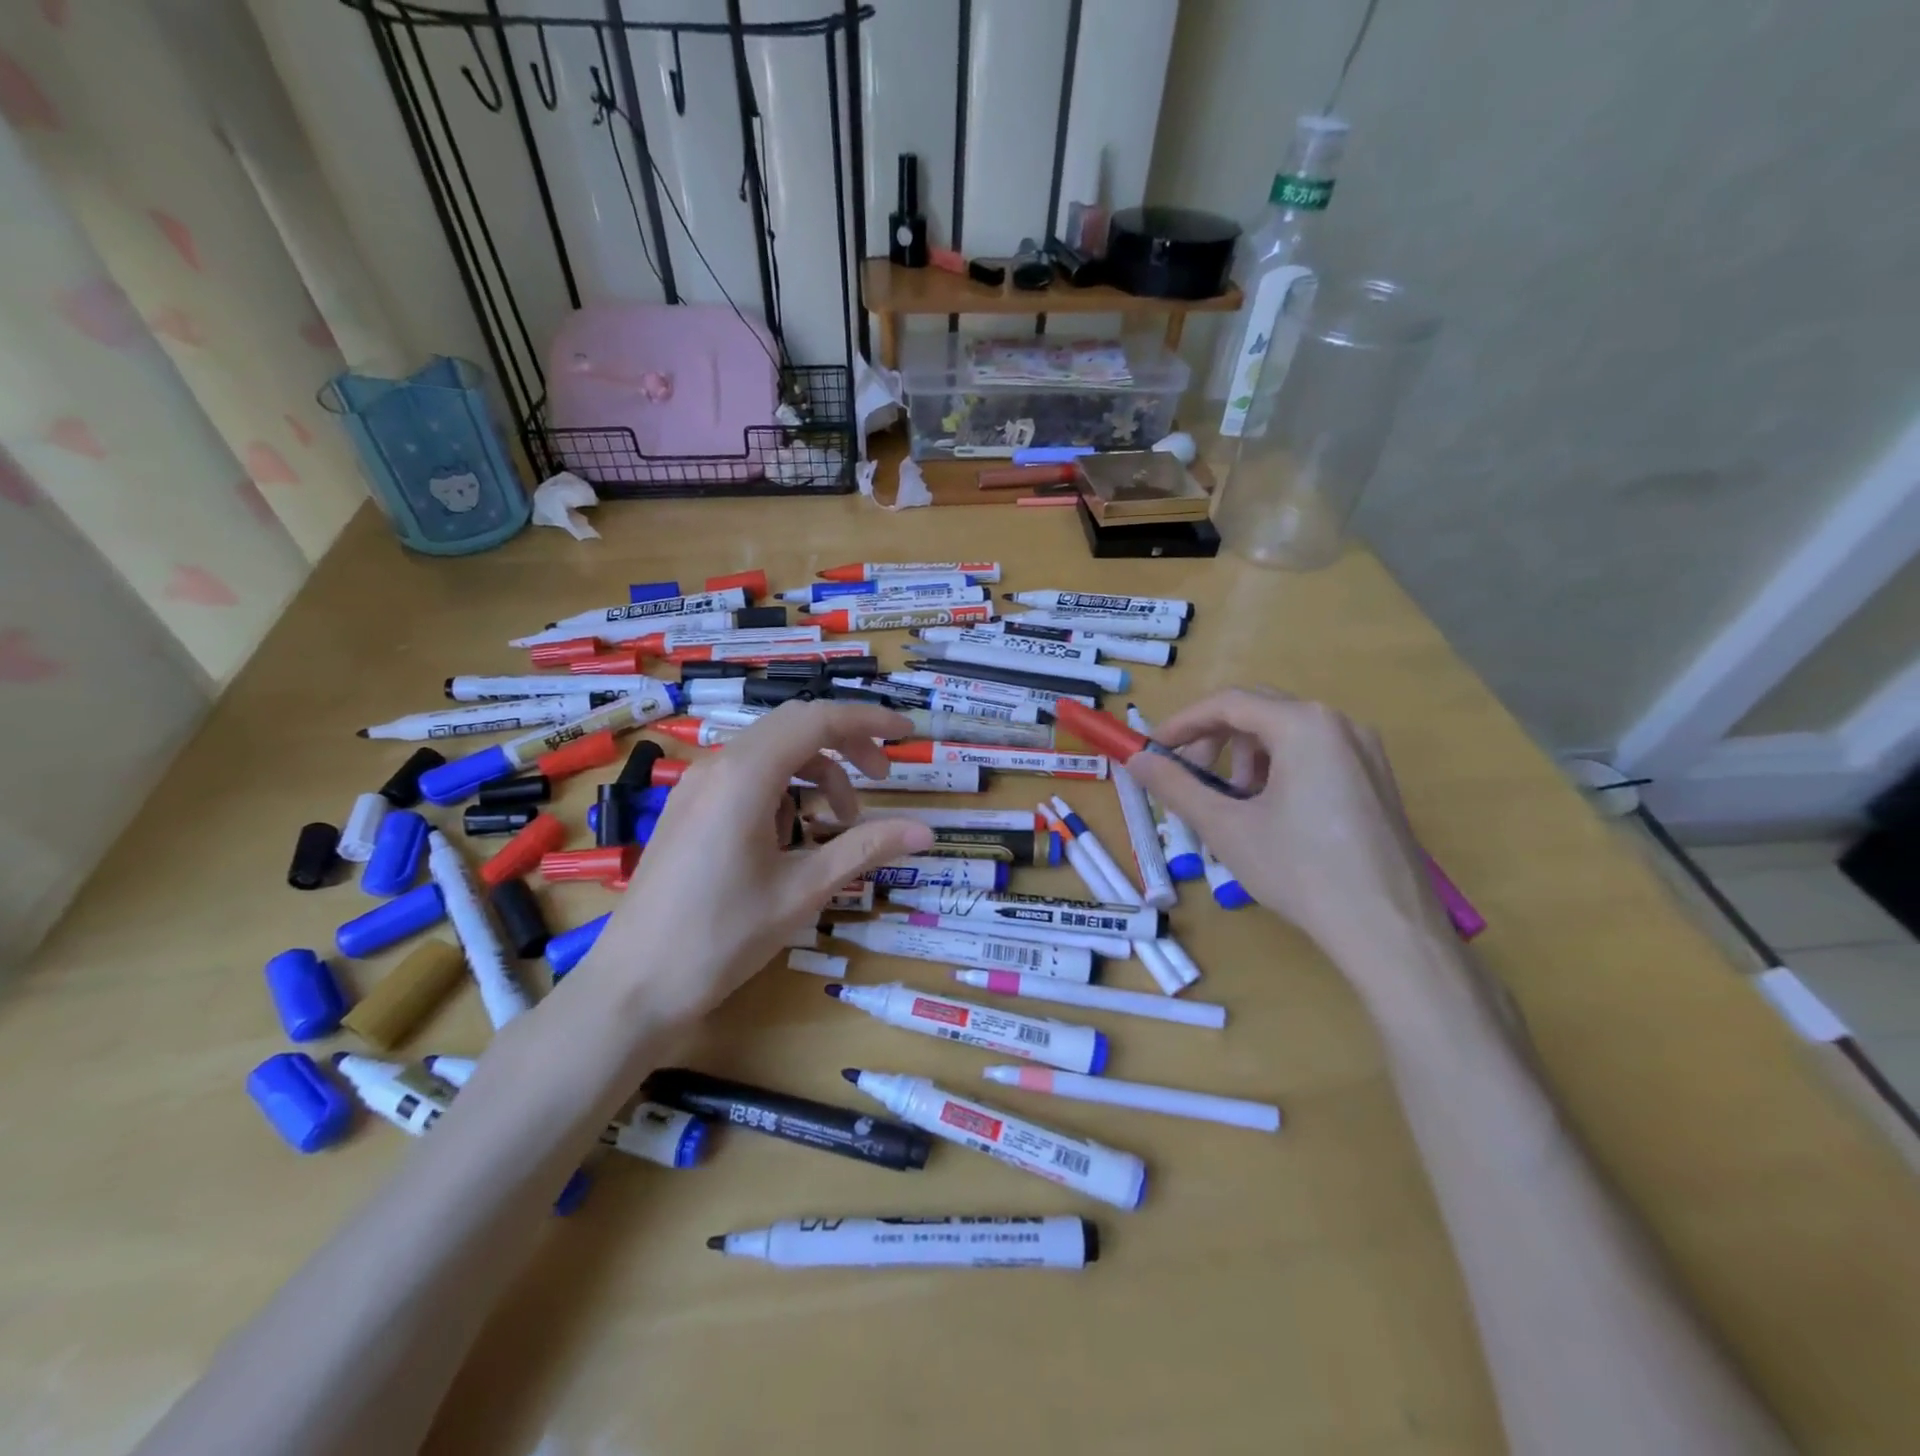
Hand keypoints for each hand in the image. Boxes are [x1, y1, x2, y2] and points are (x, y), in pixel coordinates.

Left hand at [578, 701, 933, 1021]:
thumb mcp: (802, 891)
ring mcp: (697, 786)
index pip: (818, 720)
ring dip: (815, 772)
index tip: (907, 735)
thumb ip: (865, 849)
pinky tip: (791, 838)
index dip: (869, 721)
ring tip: (838, 823)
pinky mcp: (688, 808)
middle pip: (794, 726)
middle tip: (882, 782)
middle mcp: (718, 766)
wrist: (633, 986)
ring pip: (771, 752)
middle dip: (846, 744)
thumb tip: (926, 832)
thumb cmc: (721, 938)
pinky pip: (746, 776)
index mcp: (745, 775)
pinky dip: (784, 789)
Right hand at [1125, 688, 1449, 963]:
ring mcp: (1365, 751)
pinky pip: (1314, 755)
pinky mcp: (1376, 780)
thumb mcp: (1225, 827)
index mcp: (1304, 725)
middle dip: (1213, 740)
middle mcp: (1339, 723)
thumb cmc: (1299, 870)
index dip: (1181, 723)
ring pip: (1286, 734)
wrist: (1388, 930)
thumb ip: (1175, 786)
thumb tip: (1136, 760)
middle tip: (1188, 779)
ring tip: (1230, 805)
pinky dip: (1278, 771)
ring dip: (1245, 758)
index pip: (1228, 703)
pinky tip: (1269, 815)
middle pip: (1258, 711)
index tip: (1151, 750)